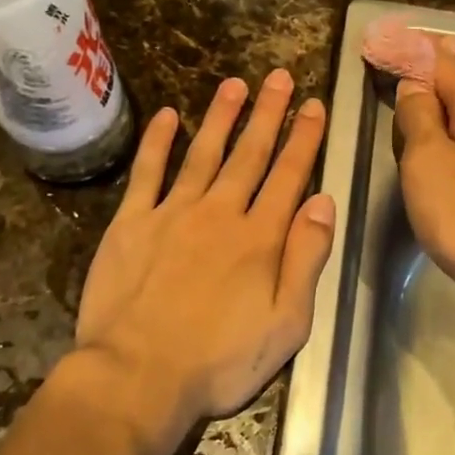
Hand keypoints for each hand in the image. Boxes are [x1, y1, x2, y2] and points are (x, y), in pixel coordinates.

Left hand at [74, 70, 337, 427]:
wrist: (136, 377)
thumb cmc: (219, 361)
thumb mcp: (286, 324)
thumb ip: (306, 259)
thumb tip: (323, 202)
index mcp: (259, 238)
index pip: (289, 175)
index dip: (304, 138)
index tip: (314, 106)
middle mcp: (220, 213)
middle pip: (250, 154)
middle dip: (269, 114)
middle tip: (280, 77)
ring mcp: (172, 214)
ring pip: (203, 153)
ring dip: (221, 116)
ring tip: (235, 84)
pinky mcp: (131, 224)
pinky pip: (147, 173)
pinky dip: (157, 142)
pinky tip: (167, 116)